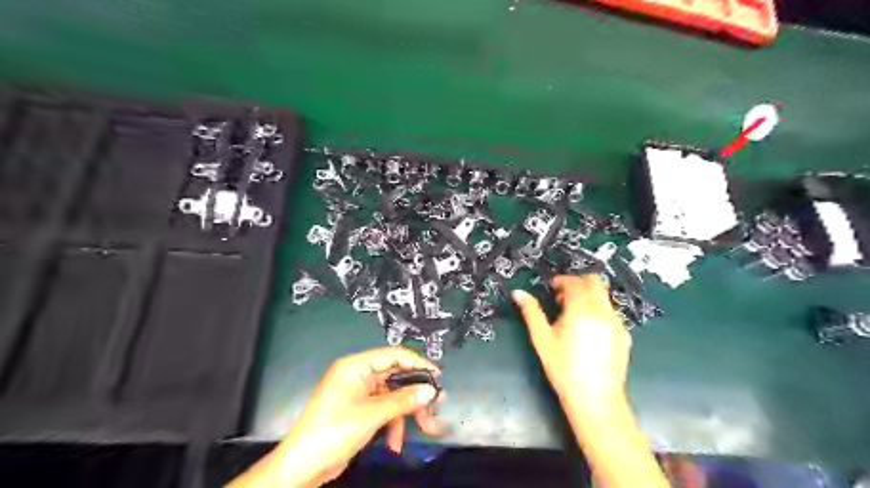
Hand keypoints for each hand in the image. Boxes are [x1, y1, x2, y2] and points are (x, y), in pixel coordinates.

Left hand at [226, 347, 442, 486]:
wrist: (302, 467)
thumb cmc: (333, 431)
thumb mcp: (372, 414)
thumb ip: (404, 400)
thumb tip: (431, 390)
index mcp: (356, 366)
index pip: (393, 355)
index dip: (417, 363)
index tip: (437, 375)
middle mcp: (358, 375)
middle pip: (395, 377)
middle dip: (414, 394)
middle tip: (436, 404)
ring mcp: (359, 393)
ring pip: (392, 396)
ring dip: (406, 413)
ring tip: (424, 428)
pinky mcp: (359, 410)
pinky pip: (384, 410)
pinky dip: (393, 424)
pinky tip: (395, 442)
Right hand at [511, 274, 629, 411]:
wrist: (595, 399)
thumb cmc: (563, 368)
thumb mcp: (542, 338)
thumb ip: (531, 312)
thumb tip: (517, 293)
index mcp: (581, 308)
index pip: (574, 282)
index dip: (561, 281)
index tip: (551, 290)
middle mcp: (603, 310)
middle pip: (595, 282)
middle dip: (578, 283)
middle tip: (563, 298)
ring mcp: (617, 322)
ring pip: (604, 297)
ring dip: (589, 297)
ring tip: (574, 317)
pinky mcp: (624, 335)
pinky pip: (611, 313)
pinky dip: (598, 311)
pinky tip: (588, 332)